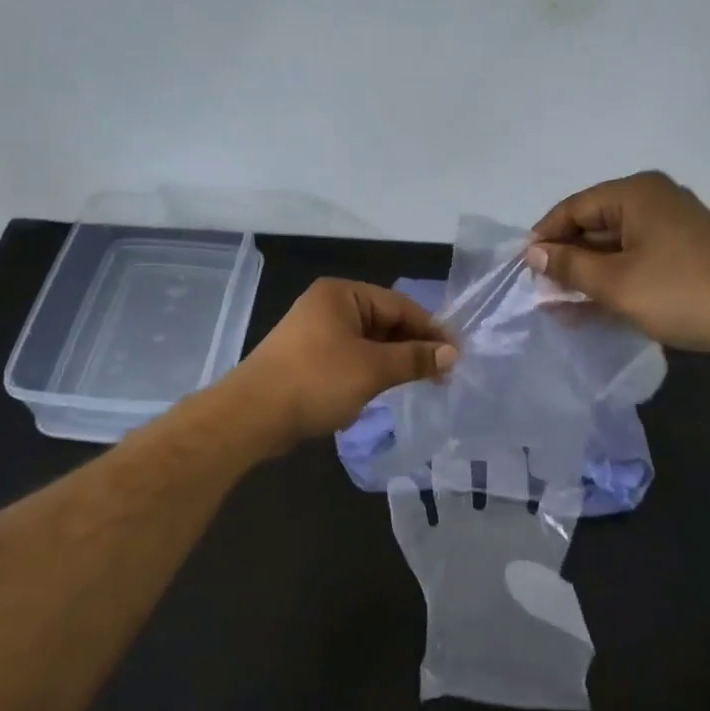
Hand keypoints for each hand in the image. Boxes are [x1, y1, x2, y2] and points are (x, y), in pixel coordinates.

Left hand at [235, 279, 456, 448]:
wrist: (252, 416)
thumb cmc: (316, 381)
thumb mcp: (373, 369)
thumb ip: (414, 359)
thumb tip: (452, 353)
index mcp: (342, 295)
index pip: (399, 305)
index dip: (430, 330)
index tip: (457, 355)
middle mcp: (328, 306)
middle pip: (384, 322)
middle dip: (412, 347)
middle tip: (443, 373)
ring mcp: (315, 333)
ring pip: (367, 343)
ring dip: (392, 362)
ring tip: (421, 383)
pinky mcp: (307, 360)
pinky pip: (349, 359)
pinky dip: (369, 372)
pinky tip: (383, 390)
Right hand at [526, 171, 709, 362]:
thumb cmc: (679, 293)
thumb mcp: (614, 283)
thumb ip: (569, 265)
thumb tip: (534, 254)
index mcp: (636, 193)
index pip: (574, 207)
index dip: (545, 236)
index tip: (523, 268)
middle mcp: (655, 199)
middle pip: (594, 224)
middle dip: (566, 258)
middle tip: (540, 290)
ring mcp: (674, 226)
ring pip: (615, 245)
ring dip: (587, 273)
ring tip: (558, 304)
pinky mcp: (686, 251)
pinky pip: (636, 258)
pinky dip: (614, 279)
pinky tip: (590, 306)